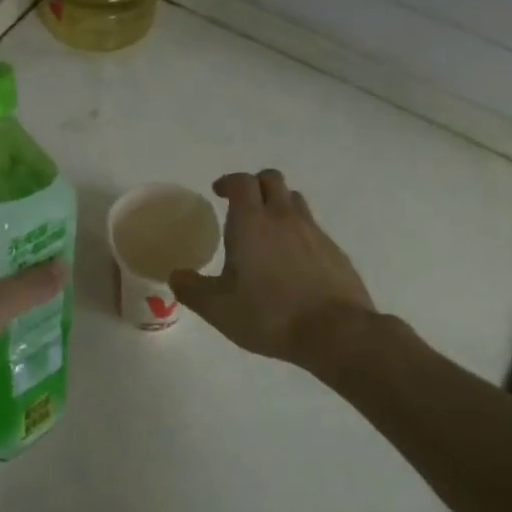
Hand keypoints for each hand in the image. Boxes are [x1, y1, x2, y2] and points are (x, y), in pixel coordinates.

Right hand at [169, 170, 376, 368]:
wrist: (336, 332)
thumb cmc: (269, 315)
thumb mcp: (218, 308)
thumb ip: (192, 289)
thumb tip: (176, 275)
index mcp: (252, 223)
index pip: (241, 182)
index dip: (228, 182)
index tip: (218, 192)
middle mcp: (284, 218)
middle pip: (272, 180)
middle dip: (255, 185)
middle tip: (242, 204)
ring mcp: (314, 232)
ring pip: (294, 200)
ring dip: (278, 204)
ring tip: (267, 229)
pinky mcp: (335, 251)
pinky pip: (312, 228)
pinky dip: (298, 232)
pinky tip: (292, 260)